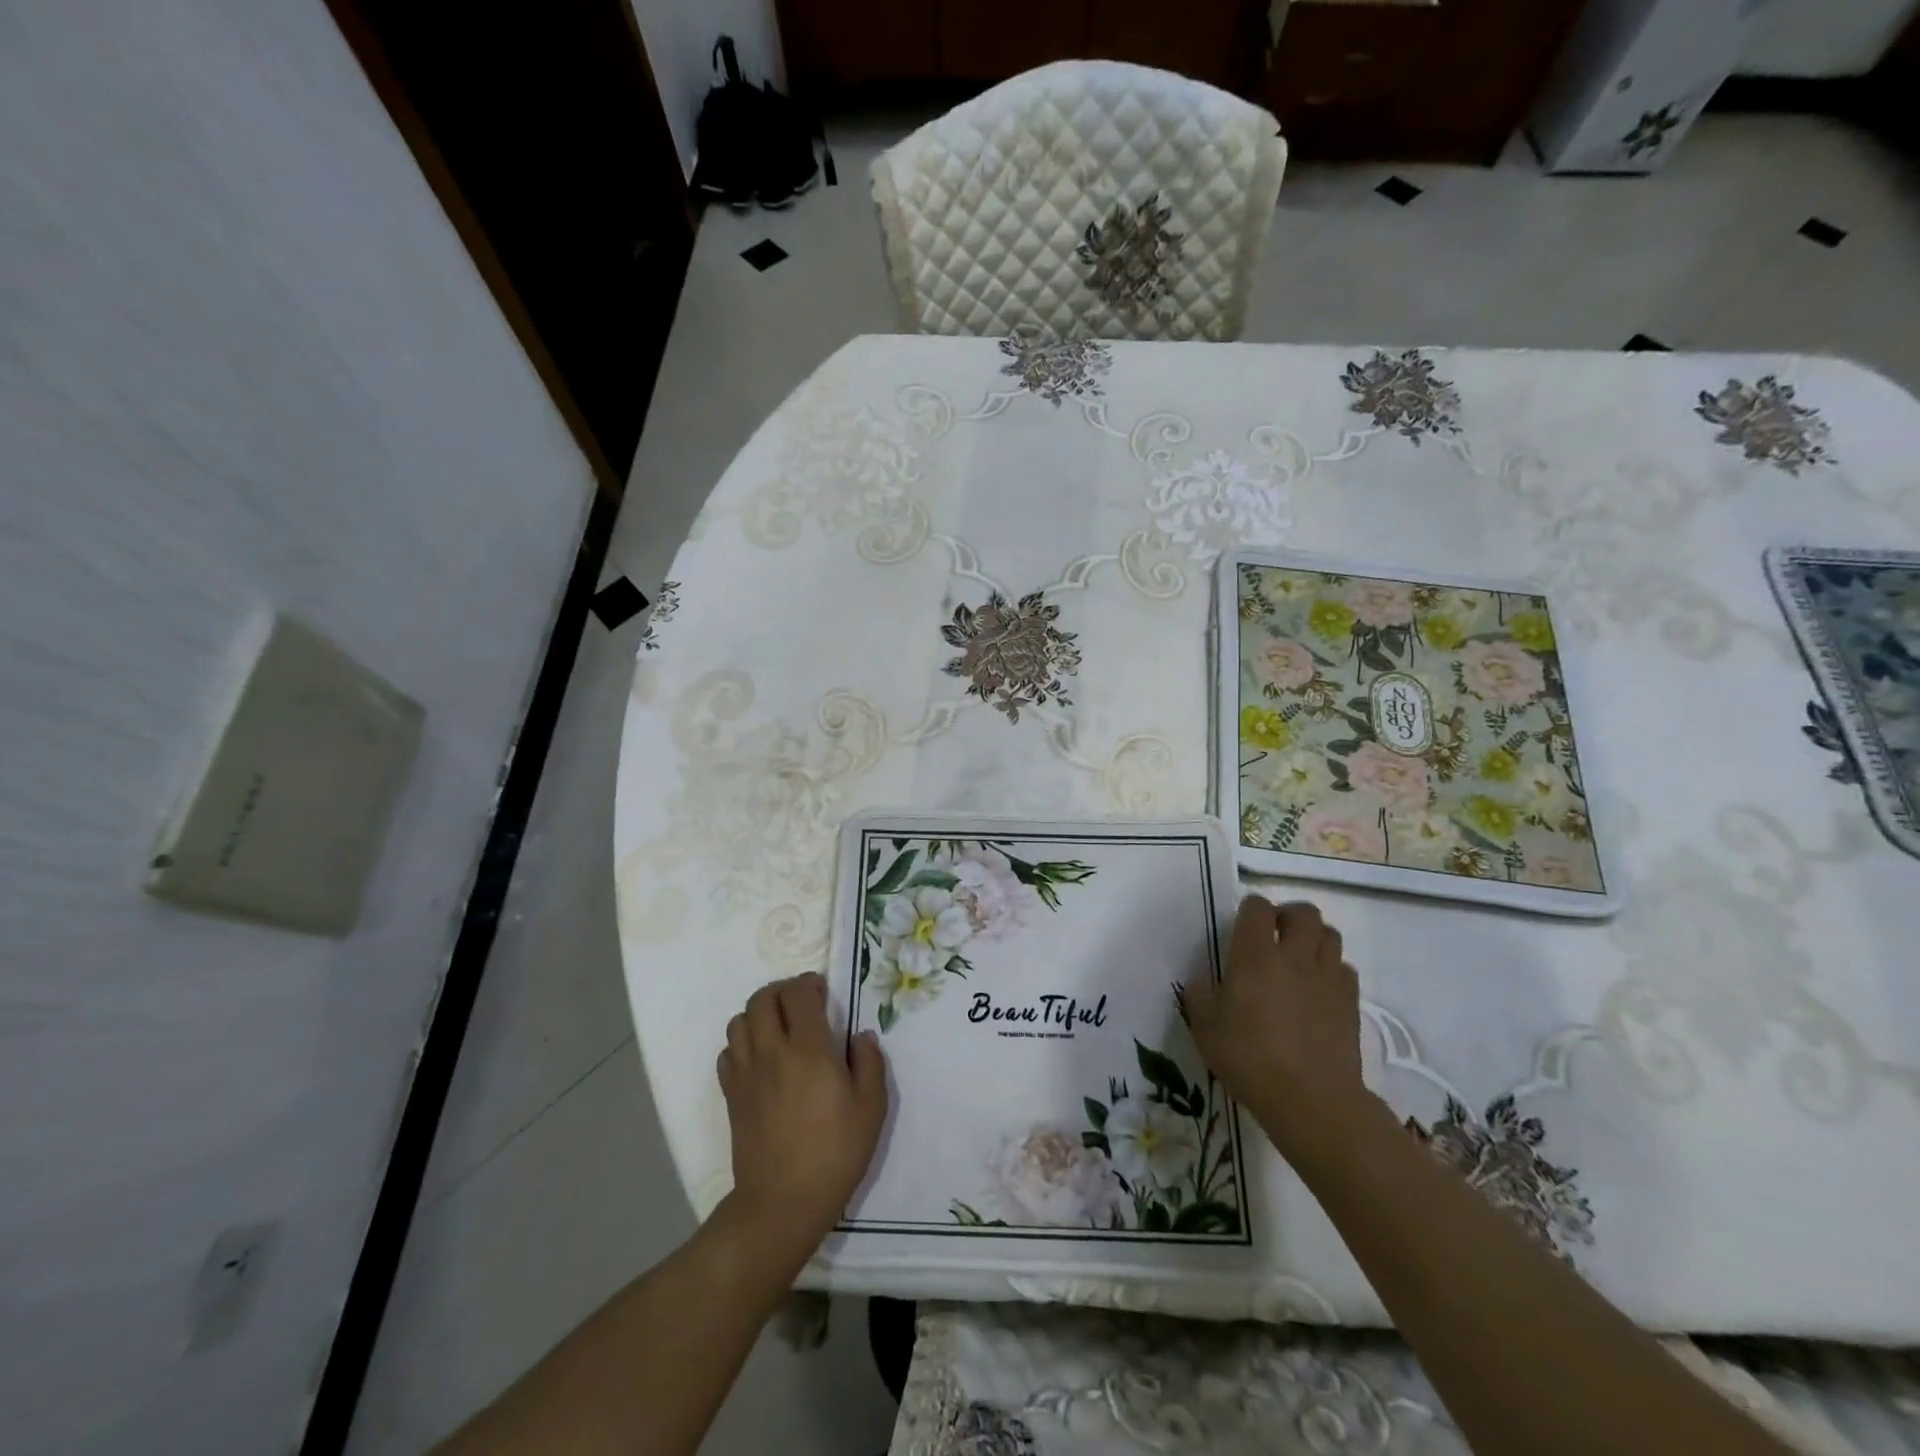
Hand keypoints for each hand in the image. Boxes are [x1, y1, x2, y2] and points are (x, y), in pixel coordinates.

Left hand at [716, 973, 886, 1260]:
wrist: (782, 1203)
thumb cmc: (834, 1153)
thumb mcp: (871, 1108)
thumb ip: (870, 1063)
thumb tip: (861, 1036)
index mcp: (809, 1050)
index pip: (798, 994)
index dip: (809, 984)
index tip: (823, 993)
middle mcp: (772, 1052)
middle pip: (762, 998)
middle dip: (782, 991)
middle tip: (802, 1003)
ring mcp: (746, 1073)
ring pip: (739, 1021)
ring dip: (760, 1014)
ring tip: (780, 1027)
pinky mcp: (731, 1095)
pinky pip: (727, 1052)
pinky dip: (742, 1043)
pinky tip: (761, 1058)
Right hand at [1185, 897, 1369, 1165]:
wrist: (1311, 1099)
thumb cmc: (1250, 1058)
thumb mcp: (1206, 1029)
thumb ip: (1200, 997)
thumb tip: (1201, 981)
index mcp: (1255, 955)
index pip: (1257, 908)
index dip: (1250, 909)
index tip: (1243, 924)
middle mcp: (1294, 956)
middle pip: (1304, 912)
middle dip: (1289, 915)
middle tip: (1275, 934)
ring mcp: (1327, 977)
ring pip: (1331, 934)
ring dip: (1314, 938)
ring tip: (1299, 957)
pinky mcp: (1350, 1001)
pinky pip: (1344, 968)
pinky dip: (1332, 969)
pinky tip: (1319, 988)